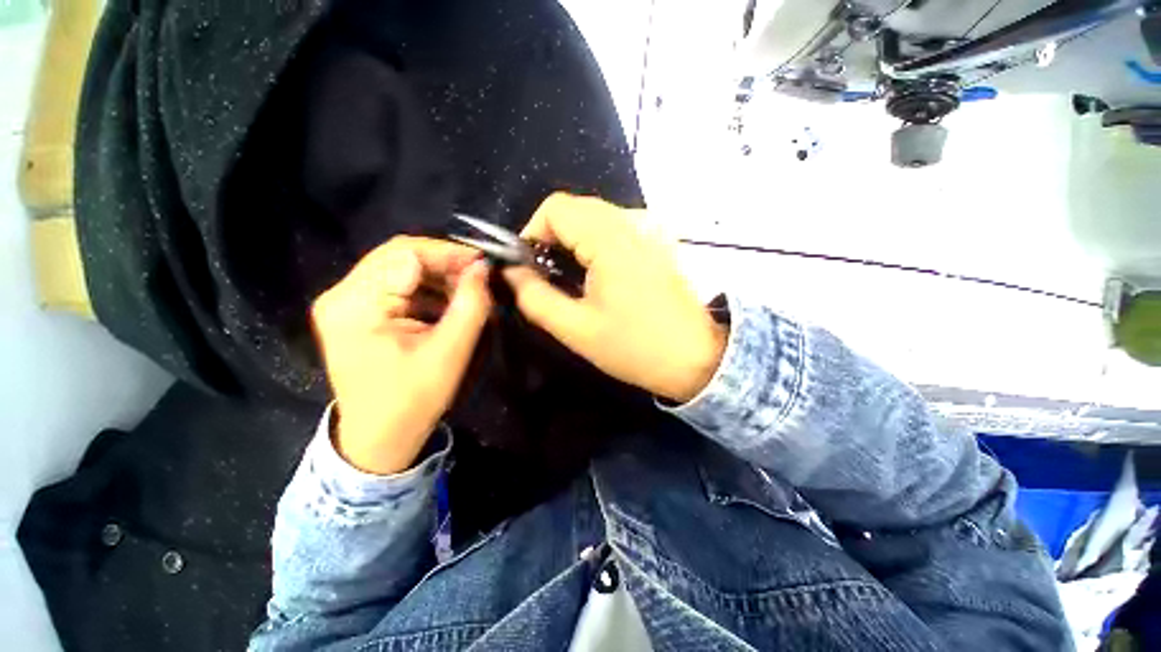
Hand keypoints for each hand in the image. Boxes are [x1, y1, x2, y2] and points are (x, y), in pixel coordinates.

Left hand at [312, 237, 491, 474]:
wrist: (379, 439)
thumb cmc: (414, 400)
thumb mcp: (450, 353)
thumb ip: (471, 305)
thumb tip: (483, 268)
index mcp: (356, 305)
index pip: (406, 254)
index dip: (449, 253)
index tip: (483, 264)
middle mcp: (341, 295)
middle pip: (399, 257)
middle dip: (444, 263)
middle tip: (478, 277)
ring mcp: (344, 303)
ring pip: (398, 269)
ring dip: (437, 276)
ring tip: (467, 291)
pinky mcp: (354, 312)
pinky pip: (395, 286)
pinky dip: (425, 289)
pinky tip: (447, 303)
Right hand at [503, 193, 726, 402]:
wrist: (695, 357)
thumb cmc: (635, 347)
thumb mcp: (575, 328)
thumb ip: (534, 296)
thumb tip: (511, 271)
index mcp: (611, 239)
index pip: (556, 207)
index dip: (532, 231)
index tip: (527, 265)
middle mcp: (633, 221)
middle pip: (575, 208)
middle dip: (551, 237)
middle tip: (546, 275)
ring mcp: (651, 228)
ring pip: (595, 216)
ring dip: (573, 240)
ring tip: (570, 277)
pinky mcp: (659, 240)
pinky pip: (616, 227)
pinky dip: (595, 242)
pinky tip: (598, 273)